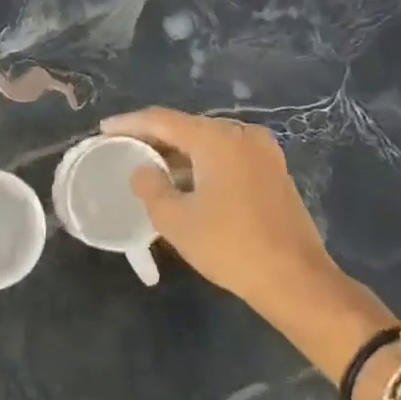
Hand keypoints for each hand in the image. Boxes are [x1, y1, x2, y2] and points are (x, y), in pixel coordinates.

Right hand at [101, 107, 338, 303]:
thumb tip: (143, 170)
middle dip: (155, 137)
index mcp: (217, 139)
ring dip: (179, 152)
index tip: (104, 129)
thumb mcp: (176, 220)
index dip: (129, 123)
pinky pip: (228, 156)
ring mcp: (264, 152)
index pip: (162, 120)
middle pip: (188, 127)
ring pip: (210, 142)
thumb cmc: (230, 247)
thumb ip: (150, 186)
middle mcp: (243, 135)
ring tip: (149, 165)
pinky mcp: (274, 171)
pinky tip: (186, 180)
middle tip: (124, 147)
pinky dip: (203, 162)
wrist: (296, 279)